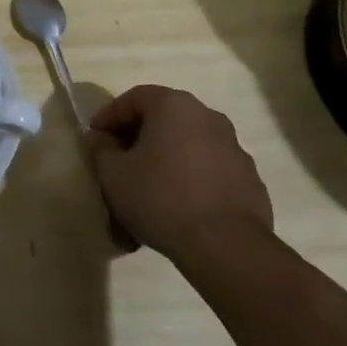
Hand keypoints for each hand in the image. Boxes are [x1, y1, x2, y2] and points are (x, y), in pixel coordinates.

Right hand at [86, 85, 272, 262]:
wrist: (226, 247)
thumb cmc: (160, 197)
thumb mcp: (113, 173)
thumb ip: (100, 149)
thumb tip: (101, 139)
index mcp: (174, 106)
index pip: (133, 98)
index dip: (109, 116)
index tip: (96, 138)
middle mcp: (209, 117)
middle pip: (164, 119)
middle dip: (139, 138)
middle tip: (120, 161)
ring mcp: (235, 149)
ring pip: (189, 146)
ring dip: (166, 159)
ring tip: (149, 188)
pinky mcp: (251, 181)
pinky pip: (210, 171)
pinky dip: (191, 179)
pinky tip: (178, 206)